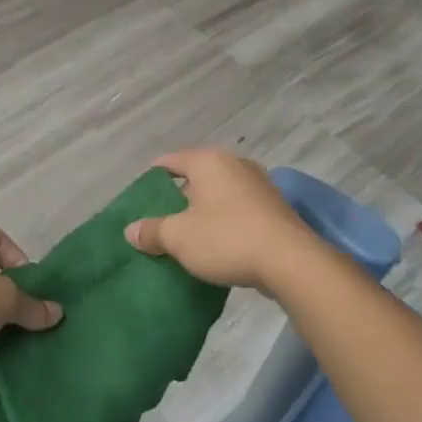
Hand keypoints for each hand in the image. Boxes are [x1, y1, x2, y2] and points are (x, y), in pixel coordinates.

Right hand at [123, 149, 321, 295]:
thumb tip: (131, 230)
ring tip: (188, 234)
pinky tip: (218, 243)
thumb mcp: (179, 237)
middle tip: (161, 219)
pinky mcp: (275, 207)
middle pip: (197, 176)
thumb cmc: (227, 238)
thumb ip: (152, 230)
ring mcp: (259, 184)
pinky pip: (239, 208)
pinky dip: (226, 221)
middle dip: (179, 196)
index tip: (140, 196)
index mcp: (208, 161)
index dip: (152, 177)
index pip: (170, 161)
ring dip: (204, 210)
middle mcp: (234, 164)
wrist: (290, 261)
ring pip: (220, 193)